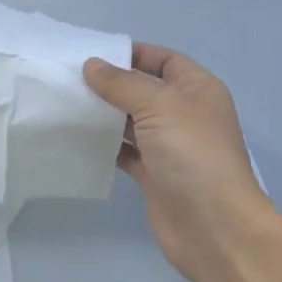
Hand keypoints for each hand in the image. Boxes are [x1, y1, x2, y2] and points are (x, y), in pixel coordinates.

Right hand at [83, 44, 276, 281]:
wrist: (215, 228)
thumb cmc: (193, 154)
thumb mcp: (158, 106)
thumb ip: (121, 83)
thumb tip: (91, 64)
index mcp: (197, 90)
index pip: (163, 60)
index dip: (132, 53)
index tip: (92, 53)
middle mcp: (184, 114)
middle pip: (143, 89)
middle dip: (110, 83)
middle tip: (68, 77)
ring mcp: (169, 146)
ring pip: (130, 120)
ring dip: (103, 113)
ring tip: (66, 102)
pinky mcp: (154, 174)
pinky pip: (124, 150)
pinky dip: (104, 143)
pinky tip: (77, 136)